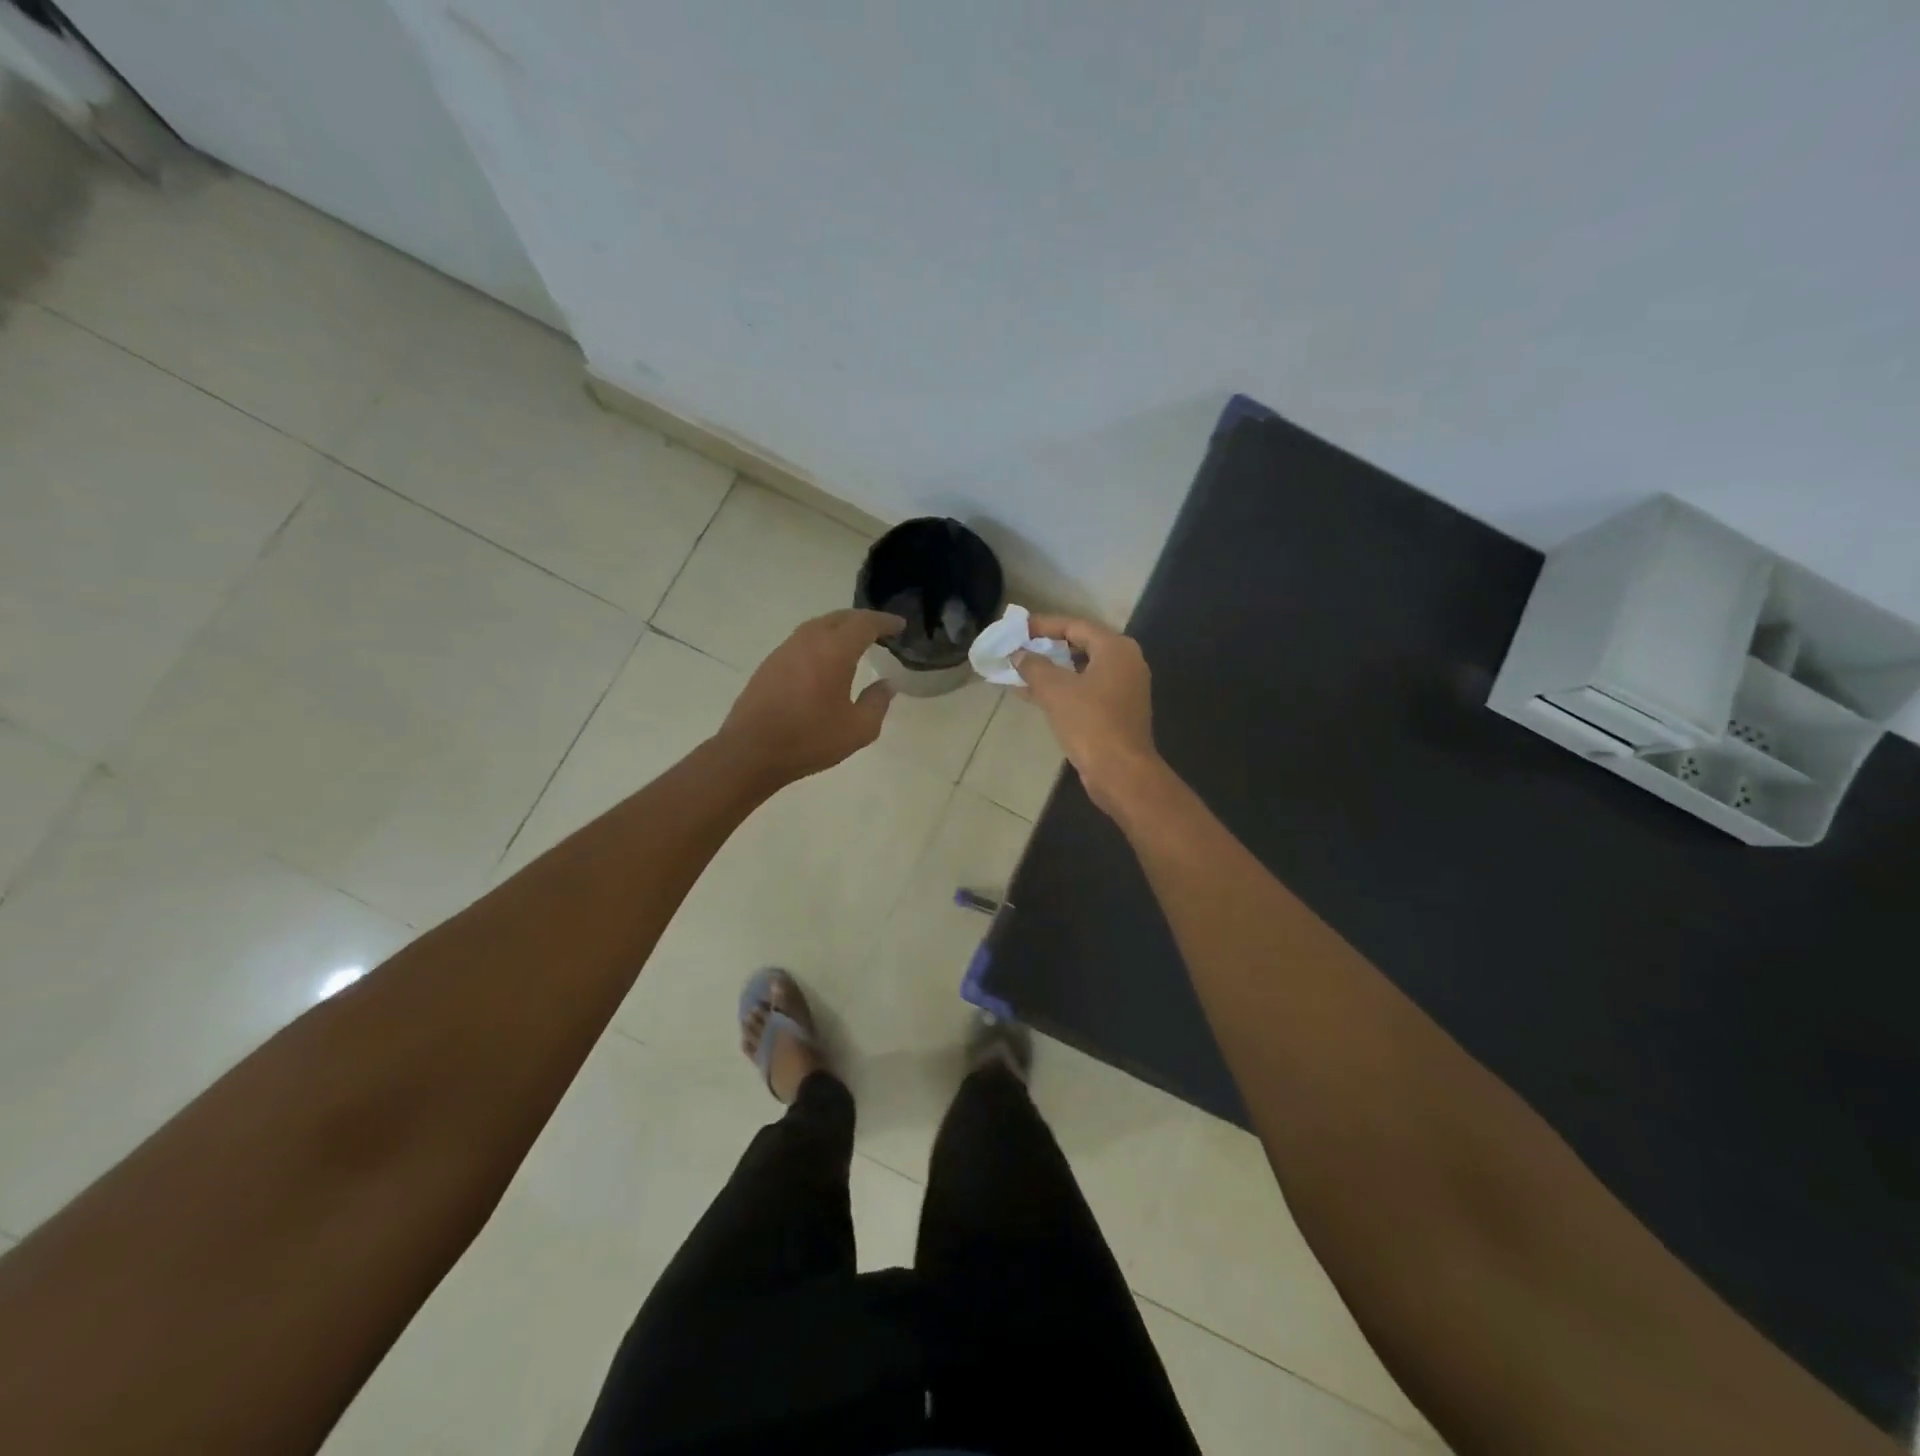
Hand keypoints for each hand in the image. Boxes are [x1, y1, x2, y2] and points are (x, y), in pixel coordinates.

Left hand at [717, 608, 904, 786]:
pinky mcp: (770, 663)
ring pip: (818, 626)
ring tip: (854, 643)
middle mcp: (809, 640)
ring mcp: (785, 650)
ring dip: (839, 629)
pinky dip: (821, 642)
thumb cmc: (810, 739)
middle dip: (862, 620)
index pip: (865, 624)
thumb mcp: (858, 729)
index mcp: (834, 650)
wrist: (751, 751)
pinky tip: (825, 661)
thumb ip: (877, 703)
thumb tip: (886, 685)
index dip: (885, 622)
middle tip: (880, 631)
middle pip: (840, 617)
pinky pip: (802, 641)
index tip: (900, 626)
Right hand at [1015, 616, 1160, 816]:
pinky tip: (1032, 695)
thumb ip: (1034, 666)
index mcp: (1116, 648)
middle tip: (1017, 648)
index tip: (1016, 628)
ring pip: (1080, 670)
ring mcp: (1123, 688)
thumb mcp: (1055, 690)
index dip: (1043, 625)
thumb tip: (1018, 654)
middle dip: (1046, 648)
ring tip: (1018, 671)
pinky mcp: (1117, 711)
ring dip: (1050, 671)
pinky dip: (1061, 690)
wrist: (1121, 772)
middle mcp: (1125, 662)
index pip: (1074, 625)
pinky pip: (1084, 690)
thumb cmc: (1090, 723)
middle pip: (1080, 645)